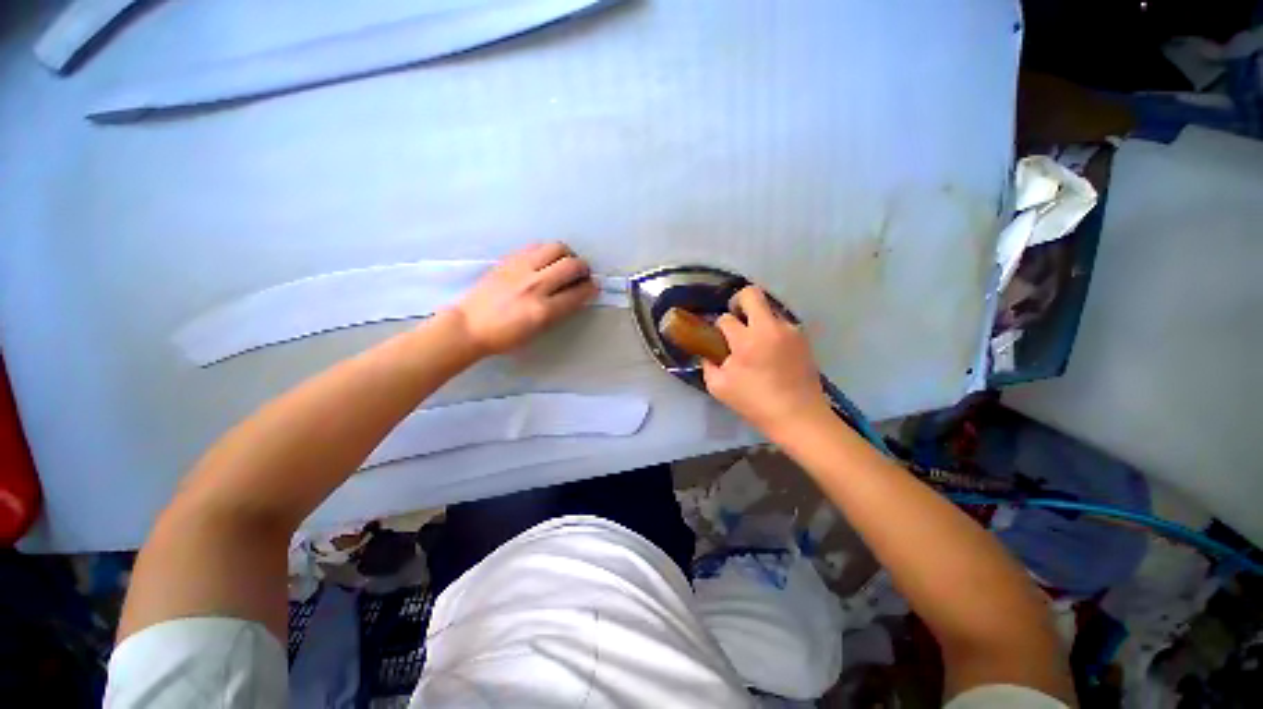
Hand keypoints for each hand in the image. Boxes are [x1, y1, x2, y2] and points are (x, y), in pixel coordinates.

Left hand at [451, 243, 597, 355]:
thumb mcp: (538, 331)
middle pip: (571, 265)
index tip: (593, 287)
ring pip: (556, 248)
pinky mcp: (509, 259)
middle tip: (582, 274)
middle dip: (583, 268)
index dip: (591, 289)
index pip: (578, 292)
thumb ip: (559, 311)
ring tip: (565, 264)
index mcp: (543, 310)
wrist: (469, 325)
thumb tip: (576, 295)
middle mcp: (535, 285)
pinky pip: (537, 246)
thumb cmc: (505, 336)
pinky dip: (548, 252)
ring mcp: (521, 268)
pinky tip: (545, 261)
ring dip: (567, 255)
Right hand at [701, 287, 831, 434]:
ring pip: (768, 309)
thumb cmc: (755, 403)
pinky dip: (771, 331)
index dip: (719, 327)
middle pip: (751, 294)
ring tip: (755, 343)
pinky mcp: (803, 338)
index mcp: (746, 340)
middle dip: (738, 301)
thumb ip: (708, 365)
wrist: (799, 416)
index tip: (719, 339)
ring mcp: (790, 331)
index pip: (725, 318)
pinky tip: (771, 352)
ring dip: (757, 319)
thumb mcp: (719, 387)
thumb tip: (708, 353)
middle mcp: (770, 328)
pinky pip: (781, 324)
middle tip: (735, 320)